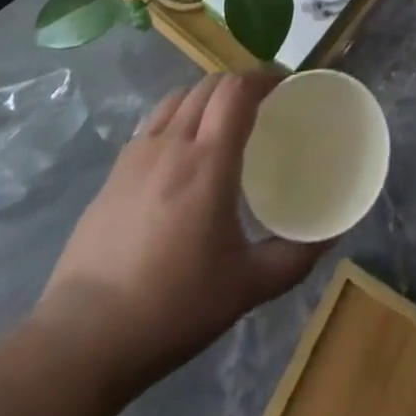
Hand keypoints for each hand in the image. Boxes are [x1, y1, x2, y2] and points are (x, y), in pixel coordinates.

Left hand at [34, 73, 322, 393]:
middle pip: (209, 84)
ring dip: (206, 95)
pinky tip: (180, 151)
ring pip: (178, 97)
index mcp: (209, 160)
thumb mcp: (245, 288)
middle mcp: (173, 143)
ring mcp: (137, 154)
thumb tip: (332, 235)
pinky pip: (153, 123)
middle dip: (238, 83)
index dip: (263, 76)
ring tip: (221, 120)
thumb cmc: (172, 306)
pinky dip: (176, 117)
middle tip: (260, 103)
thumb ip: (293, 258)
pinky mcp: (113, 172)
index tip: (284, 85)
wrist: (83, 338)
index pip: (237, 88)